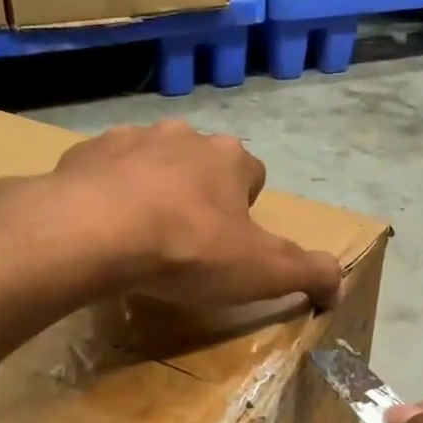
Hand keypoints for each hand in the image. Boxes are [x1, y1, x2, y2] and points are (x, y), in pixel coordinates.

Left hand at [39, 120, 341, 309]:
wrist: (94, 232)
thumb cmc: (189, 250)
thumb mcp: (264, 272)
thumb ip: (311, 274)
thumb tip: (339, 287)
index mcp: (230, 158)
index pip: (252, 175)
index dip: (246, 210)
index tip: (231, 245)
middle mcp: (183, 136)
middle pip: (202, 165)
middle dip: (199, 197)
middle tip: (187, 245)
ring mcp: (129, 139)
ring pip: (152, 163)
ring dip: (153, 192)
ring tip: (142, 239)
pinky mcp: (83, 153)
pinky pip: (104, 173)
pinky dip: (108, 196)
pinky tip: (103, 231)